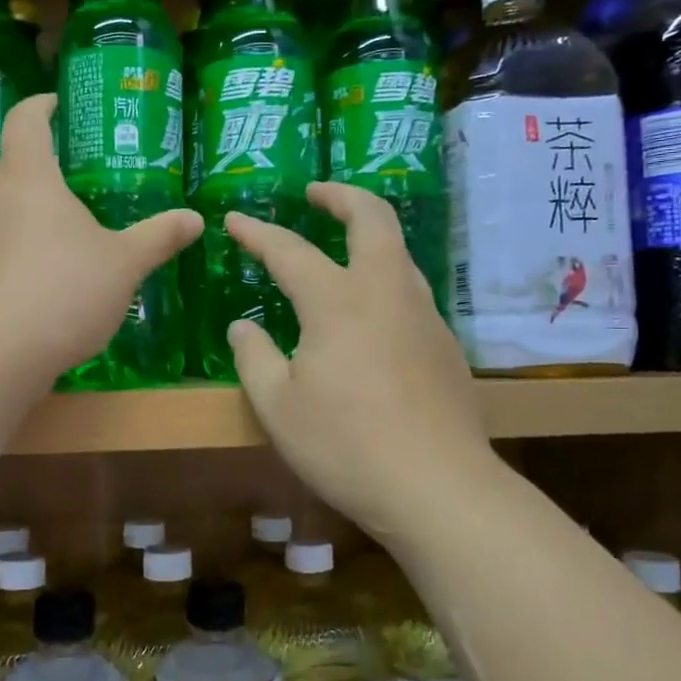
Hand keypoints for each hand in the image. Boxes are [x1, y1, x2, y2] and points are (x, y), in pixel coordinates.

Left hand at [0, 94, 200, 384]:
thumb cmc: (63, 292)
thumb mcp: (123, 266)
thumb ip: (158, 238)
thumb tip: (196, 218)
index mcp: (28, 177)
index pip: (27, 121)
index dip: (41, 107)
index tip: (55, 104)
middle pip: (11, 170)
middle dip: (39, 177)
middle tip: (72, 196)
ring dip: (20, 221)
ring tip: (53, 250)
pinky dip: (2, 259)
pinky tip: (26, 292)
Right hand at [225, 183, 497, 539]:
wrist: (439, 488)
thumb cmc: (346, 446)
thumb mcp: (278, 407)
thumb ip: (255, 358)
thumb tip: (243, 327)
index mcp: (338, 301)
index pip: (289, 251)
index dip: (258, 233)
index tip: (235, 219)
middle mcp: (386, 292)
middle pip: (373, 219)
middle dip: (342, 196)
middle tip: (316, 192)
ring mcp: (423, 315)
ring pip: (399, 252)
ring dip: (369, 233)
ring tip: (342, 245)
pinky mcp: (445, 344)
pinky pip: (410, 290)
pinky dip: (384, 276)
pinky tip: (370, 311)